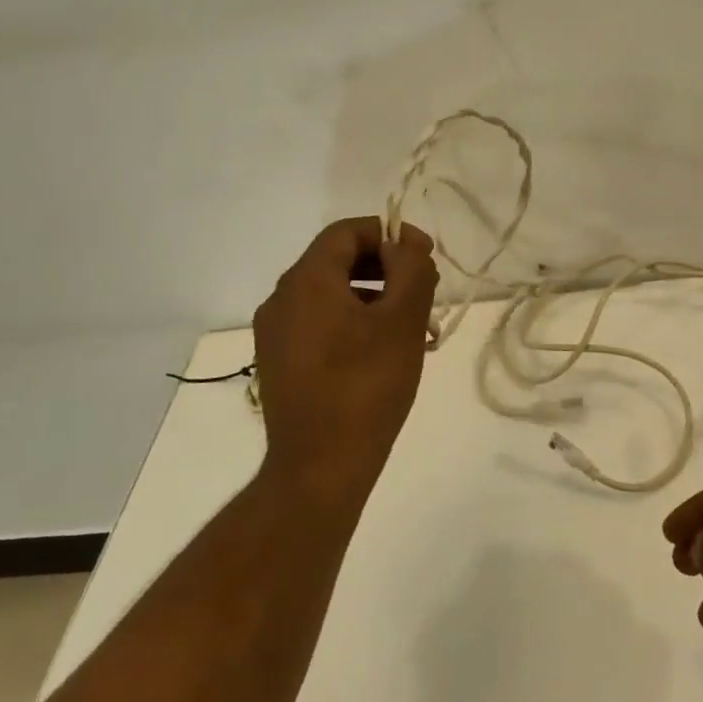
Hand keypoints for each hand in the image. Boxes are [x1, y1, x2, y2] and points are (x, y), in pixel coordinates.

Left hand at [253, 216, 438, 493]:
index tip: (426, 255)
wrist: (319, 469)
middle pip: (338, 262)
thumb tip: (406, 243)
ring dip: (376, 300)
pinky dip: (355, 325)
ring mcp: (275, 334)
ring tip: (417, 330)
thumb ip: (411, 269)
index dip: (390, 234)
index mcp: (306, 280)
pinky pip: (320, 326)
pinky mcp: (279, 363)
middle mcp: (281, 299)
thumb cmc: (366, 387)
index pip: (347, 231)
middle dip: (388, 270)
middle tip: (426, 292)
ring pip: (332, 297)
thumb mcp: (402, 321)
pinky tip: (386, 354)